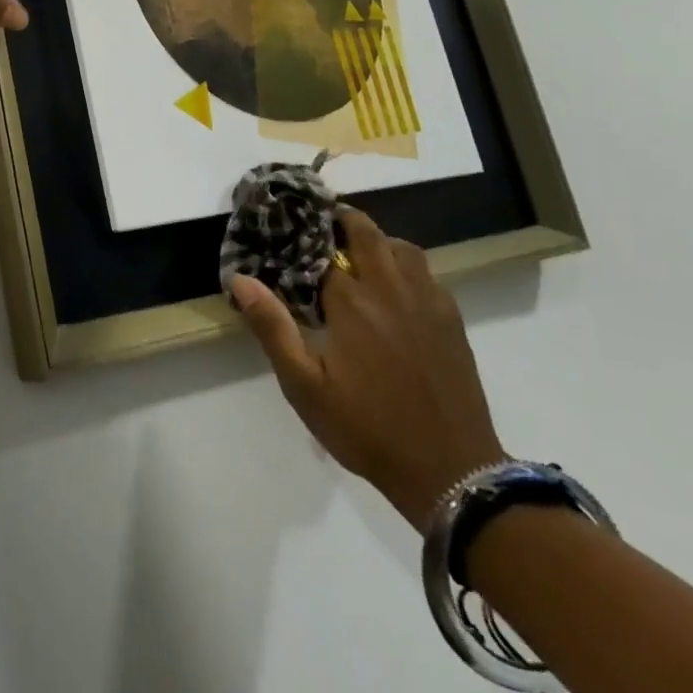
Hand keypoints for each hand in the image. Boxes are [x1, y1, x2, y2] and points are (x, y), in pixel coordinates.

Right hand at [232, 209, 504, 529]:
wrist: (450, 471)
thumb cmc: (366, 428)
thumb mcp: (304, 385)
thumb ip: (272, 327)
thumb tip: (240, 278)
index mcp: (352, 302)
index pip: (322, 250)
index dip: (302, 239)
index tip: (284, 234)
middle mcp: (390, 290)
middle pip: (368, 233)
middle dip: (343, 221)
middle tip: (321, 230)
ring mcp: (427, 303)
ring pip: (403, 248)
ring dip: (378, 241)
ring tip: (357, 256)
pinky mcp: (451, 321)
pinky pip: (427, 274)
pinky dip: (406, 266)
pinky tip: (394, 290)